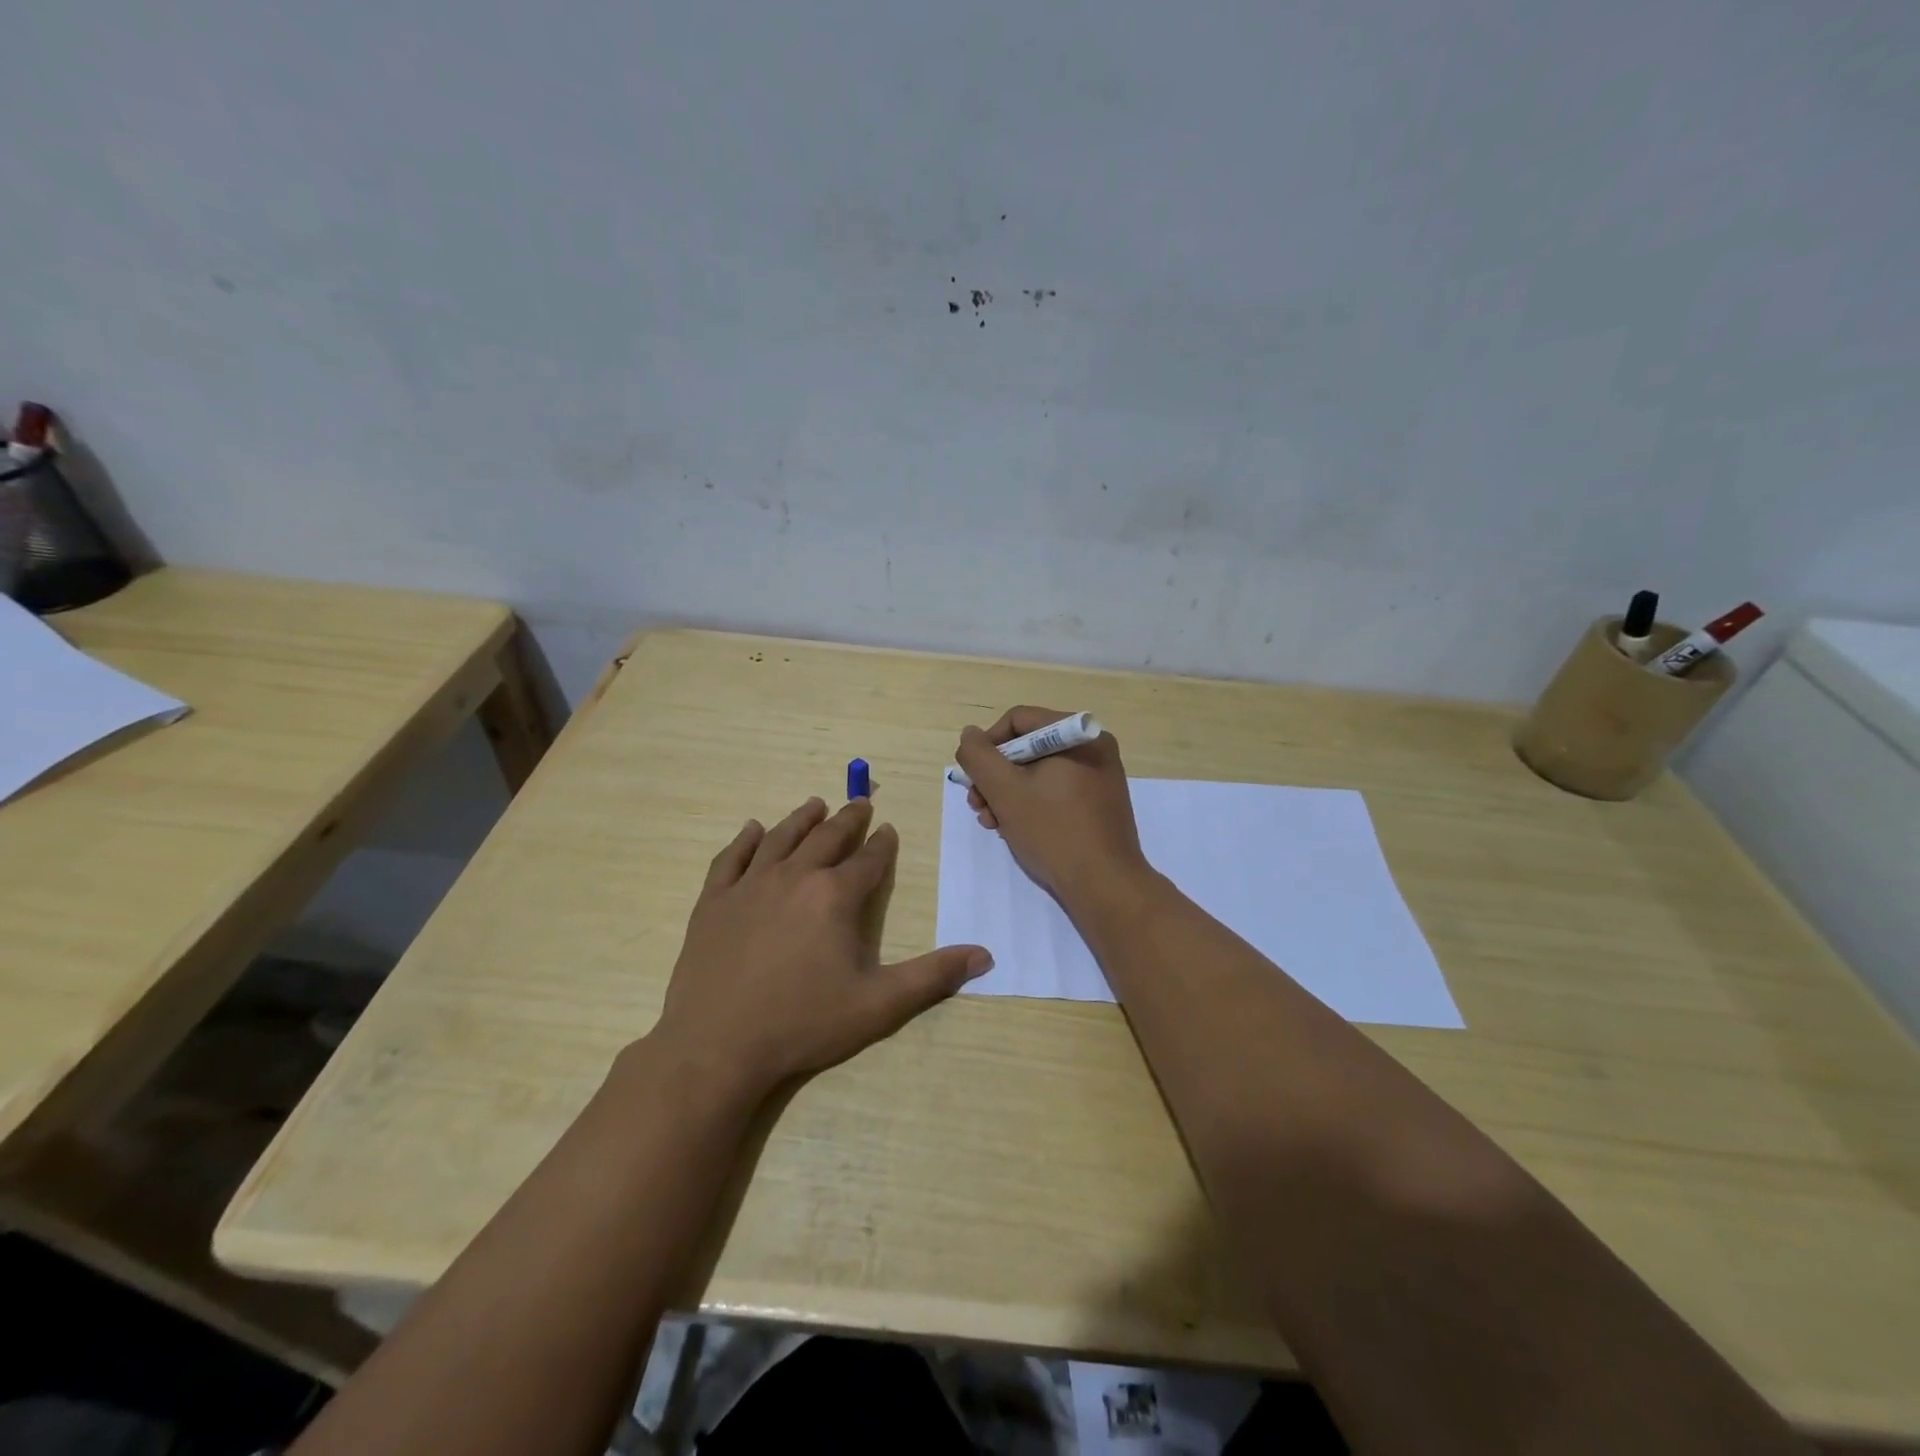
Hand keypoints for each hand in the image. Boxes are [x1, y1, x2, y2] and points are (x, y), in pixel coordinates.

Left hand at [652, 797, 991, 1097]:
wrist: (717, 1046)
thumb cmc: (803, 1024)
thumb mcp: (879, 1005)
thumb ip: (933, 976)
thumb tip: (984, 955)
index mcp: (835, 896)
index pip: (868, 860)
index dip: (882, 844)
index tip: (888, 829)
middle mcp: (794, 877)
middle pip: (826, 838)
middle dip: (847, 819)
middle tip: (860, 803)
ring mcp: (749, 885)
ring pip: (781, 838)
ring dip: (802, 819)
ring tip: (815, 804)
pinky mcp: (714, 901)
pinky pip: (732, 858)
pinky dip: (745, 840)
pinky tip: (754, 829)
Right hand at [955, 706, 1151, 909]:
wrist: (1105, 886)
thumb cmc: (1053, 831)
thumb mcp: (1005, 791)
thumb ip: (979, 757)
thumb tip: (970, 735)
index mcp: (1078, 734)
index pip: (1018, 721)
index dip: (987, 745)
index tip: (973, 778)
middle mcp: (1093, 748)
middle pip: (1027, 747)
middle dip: (995, 777)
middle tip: (977, 806)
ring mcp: (1099, 777)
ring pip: (1038, 772)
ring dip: (1008, 794)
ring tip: (992, 823)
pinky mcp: (1098, 803)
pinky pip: (1055, 791)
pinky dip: (1031, 805)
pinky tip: (1014, 829)